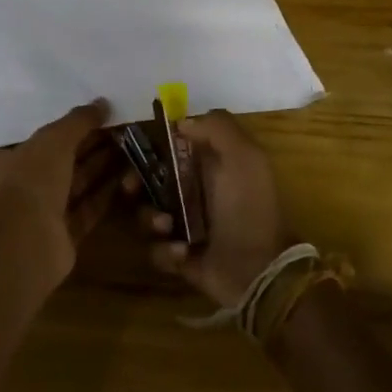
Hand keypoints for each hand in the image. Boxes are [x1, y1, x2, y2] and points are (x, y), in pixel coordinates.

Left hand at [0, 100, 118, 286]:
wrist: (26, 241)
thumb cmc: (32, 179)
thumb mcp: (55, 139)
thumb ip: (79, 120)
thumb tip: (103, 102)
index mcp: (11, 160)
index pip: (43, 140)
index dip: (71, 129)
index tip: (100, 119)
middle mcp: (24, 186)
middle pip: (63, 162)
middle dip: (91, 147)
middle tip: (123, 133)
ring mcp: (44, 214)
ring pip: (77, 186)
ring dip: (101, 169)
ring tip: (131, 151)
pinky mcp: (64, 237)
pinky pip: (87, 211)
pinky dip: (105, 196)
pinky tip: (127, 180)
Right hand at [133, 110, 291, 305]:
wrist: (260, 269)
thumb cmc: (249, 206)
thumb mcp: (245, 156)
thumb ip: (217, 127)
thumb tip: (181, 123)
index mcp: (205, 165)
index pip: (166, 147)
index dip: (148, 146)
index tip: (135, 149)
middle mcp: (190, 191)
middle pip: (146, 179)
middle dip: (134, 182)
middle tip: (131, 188)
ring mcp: (182, 225)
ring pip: (145, 214)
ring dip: (150, 218)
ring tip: (168, 227)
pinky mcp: (178, 257)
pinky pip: (155, 250)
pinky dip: (165, 251)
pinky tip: (183, 252)